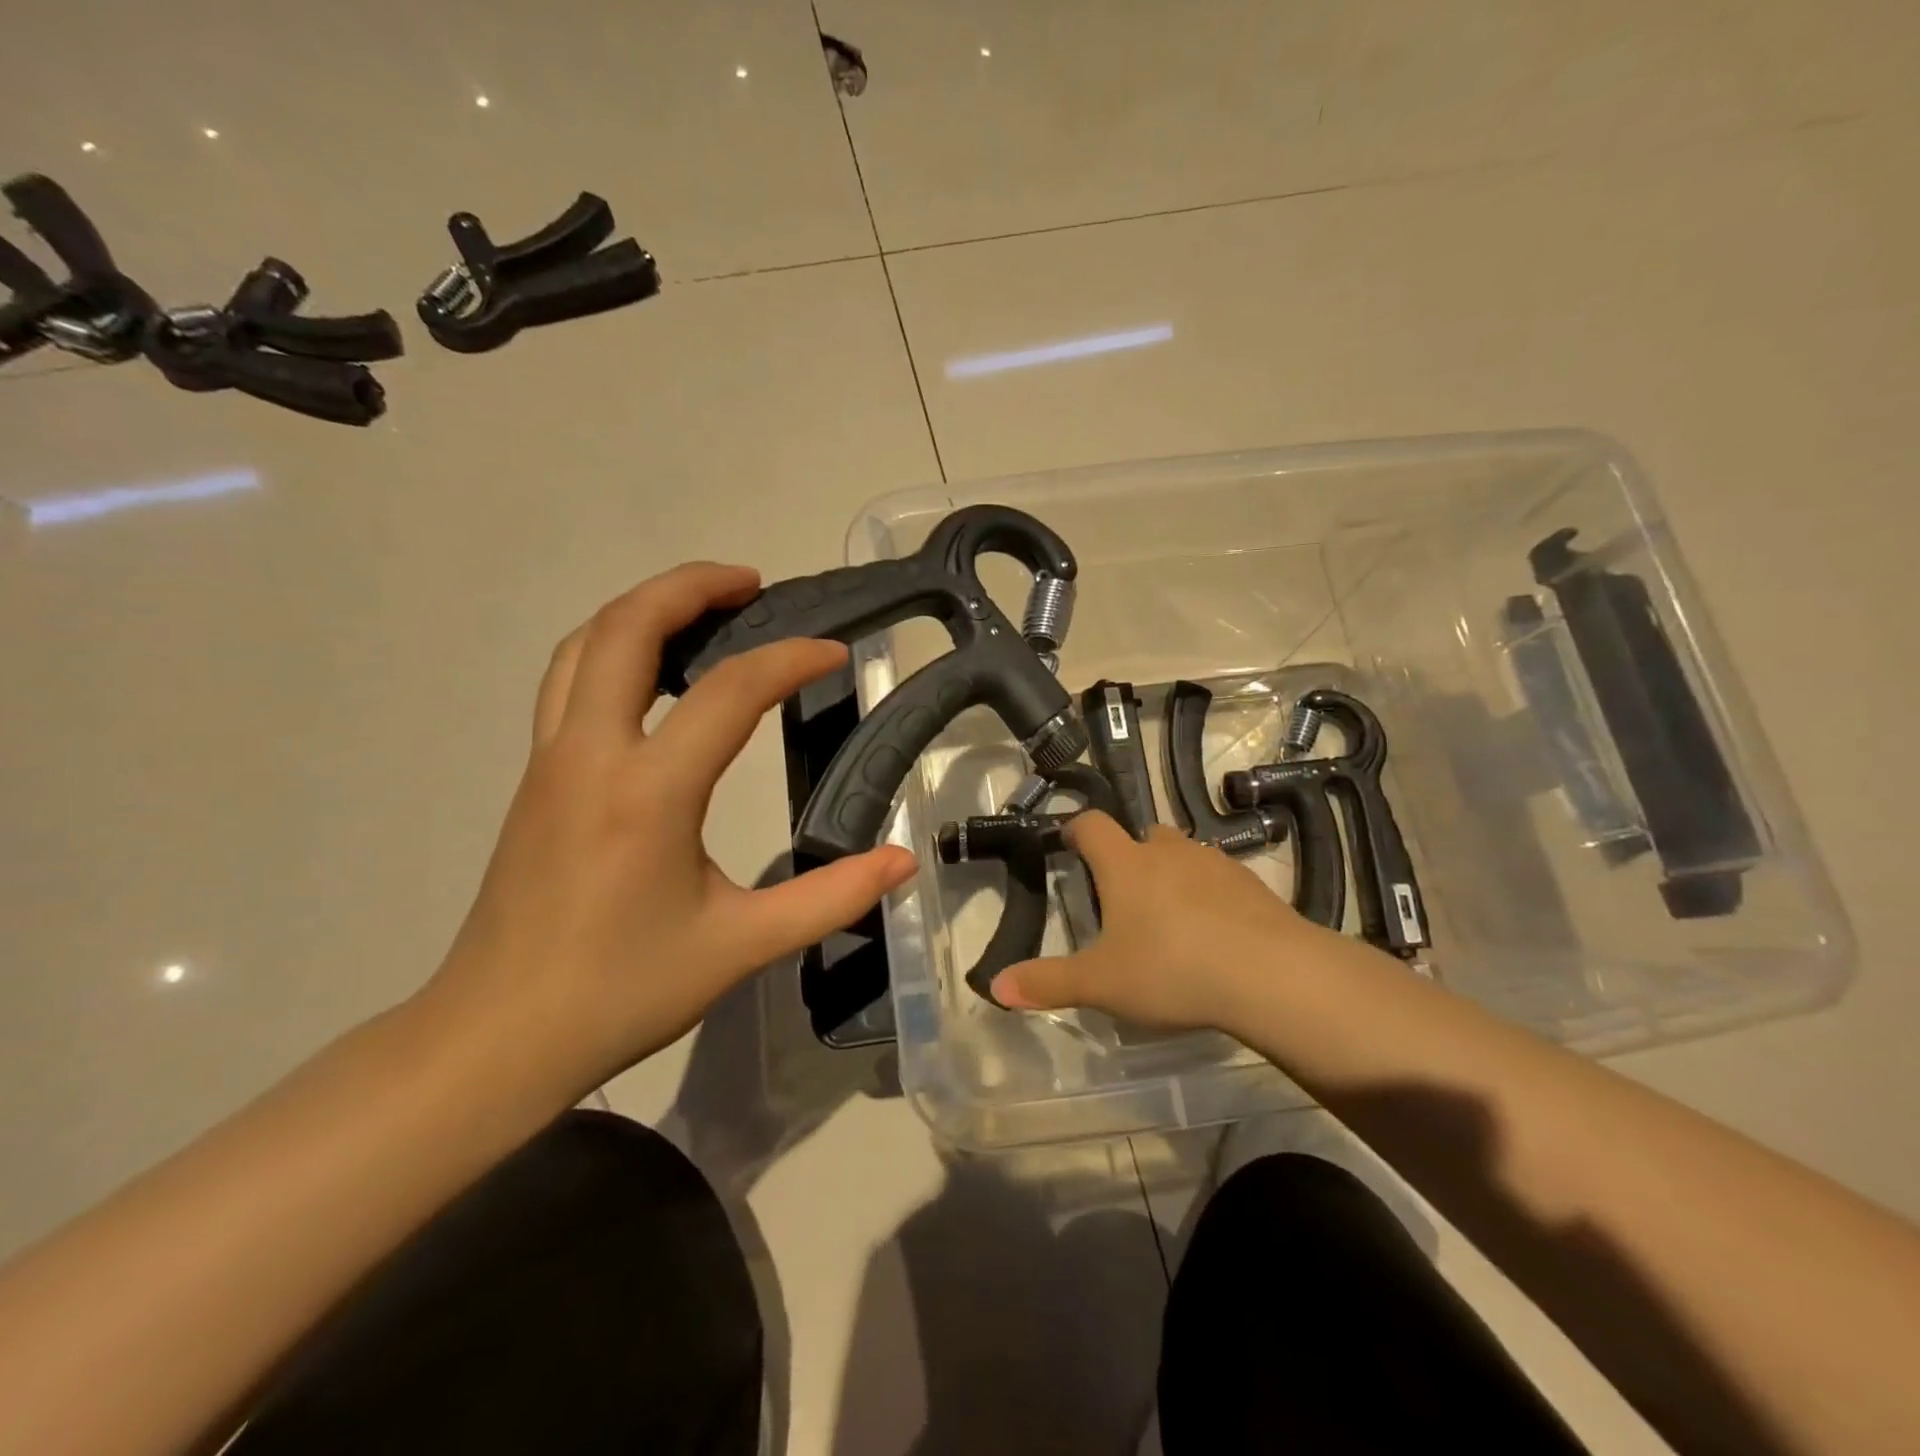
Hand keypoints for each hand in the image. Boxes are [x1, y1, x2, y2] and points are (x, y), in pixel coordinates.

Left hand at [421, 562, 916, 1100]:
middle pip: (626, 629)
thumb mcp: (741, 946)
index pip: (728, 693)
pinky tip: (656, 674)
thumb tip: (902, 863)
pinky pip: (571, 679)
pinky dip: (615, 647)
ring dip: (644, 608)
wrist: (497, 1037)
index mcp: (646, 792)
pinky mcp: (536, 777)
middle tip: (753, 584)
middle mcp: (588, 755)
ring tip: (705, 609)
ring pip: (585, 646)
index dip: (789, 660)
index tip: (835, 653)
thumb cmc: (622, 990)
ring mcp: (550, 761)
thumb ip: (830, 898)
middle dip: (690, 587)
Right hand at [991, 811, 1345, 1032]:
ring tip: (1167, 917)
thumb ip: (1046, 982)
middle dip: (1126, 856)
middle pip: (1139, 835)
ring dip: (1169, 873)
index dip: (1076, 830)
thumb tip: (994, 987)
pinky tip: (1212, 932)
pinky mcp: (1251, 883)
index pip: (1091, 825)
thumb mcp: (1101, 984)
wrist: (1271, 975)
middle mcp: (1167, 851)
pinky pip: (1217, 877)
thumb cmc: (1172, 970)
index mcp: (1126, 864)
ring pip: (1181, 854)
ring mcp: (1213, 863)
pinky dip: (1207, 893)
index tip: (1068, 844)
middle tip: (1119, 897)